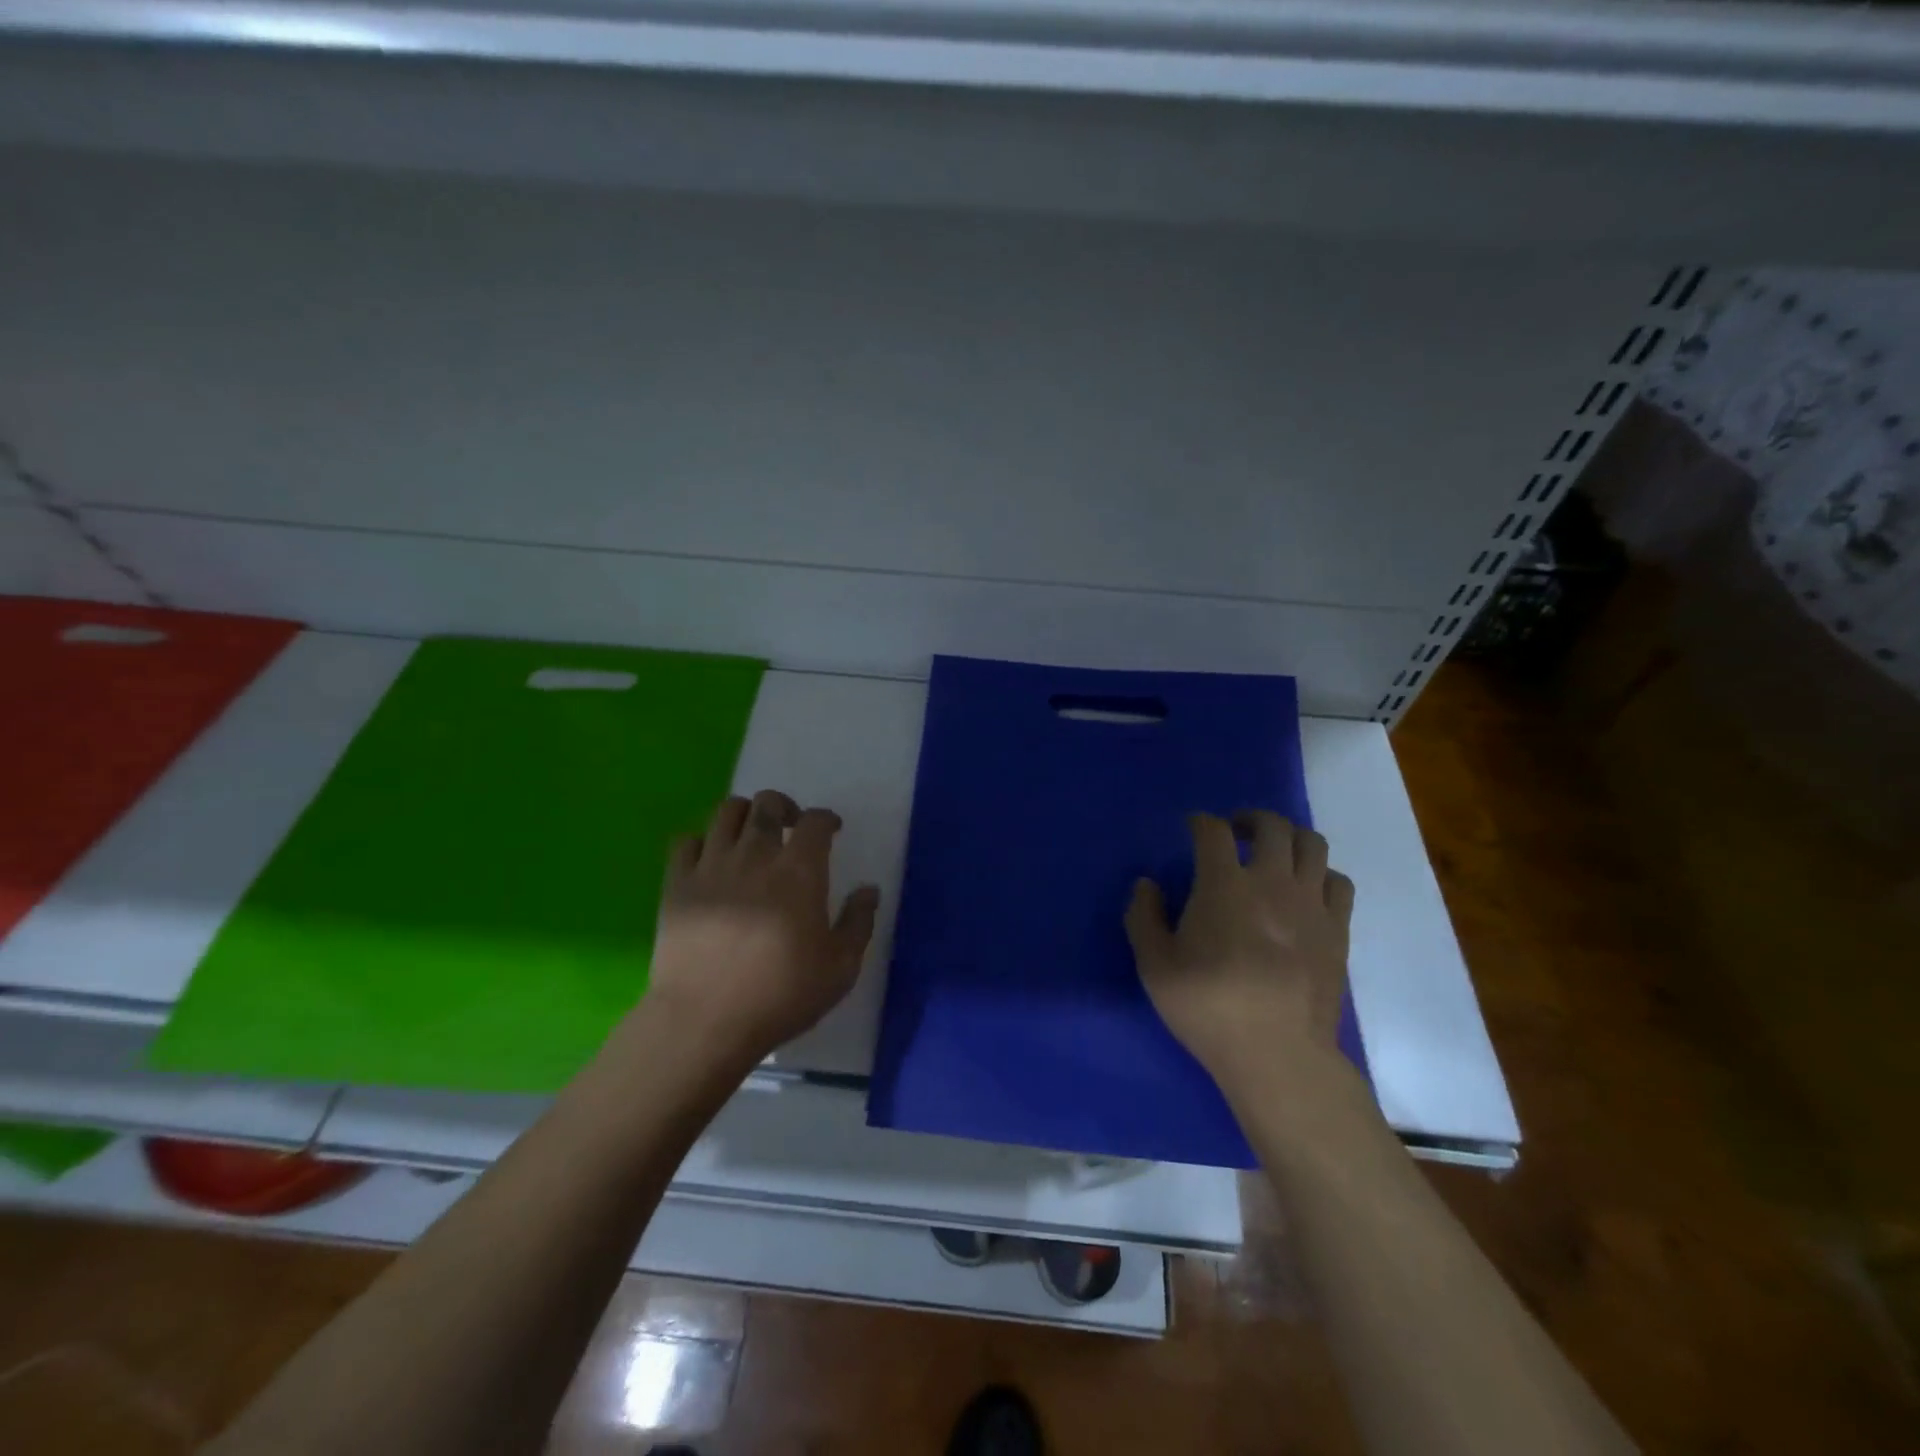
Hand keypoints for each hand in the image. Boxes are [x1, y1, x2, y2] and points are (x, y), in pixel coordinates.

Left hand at [643, 790, 880, 1065]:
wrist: (705, 1021)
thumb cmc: (781, 994)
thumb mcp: (840, 967)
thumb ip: (859, 922)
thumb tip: (869, 889)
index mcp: (800, 871)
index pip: (816, 820)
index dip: (826, 819)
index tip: (831, 831)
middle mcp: (755, 855)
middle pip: (768, 803)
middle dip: (784, 807)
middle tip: (791, 828)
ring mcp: (711, 866)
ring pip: (726, 812)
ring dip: (744, 815)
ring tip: (750, 837)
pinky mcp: (676, 884)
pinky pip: (686, 841)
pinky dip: (702, 842)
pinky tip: (710, 862)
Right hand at [1125, 812, 1355, 1096]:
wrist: (1277, 1054)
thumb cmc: (1208, 1007)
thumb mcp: (1155, 966)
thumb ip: (1143, 917)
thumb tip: (1147, 885)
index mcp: (1224, 885)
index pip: (1213, 831)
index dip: (1200, 822)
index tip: (1192, 828)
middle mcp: (1271, 882)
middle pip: (1271, 825)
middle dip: (1250, 819)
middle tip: (1235, 833)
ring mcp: (1310, 904)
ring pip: (1312, 844)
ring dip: (1289, 838)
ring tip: (1274, 854)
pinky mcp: (1337, 929)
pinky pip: (1338, 882)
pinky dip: (1321, 874)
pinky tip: (1306, 890)